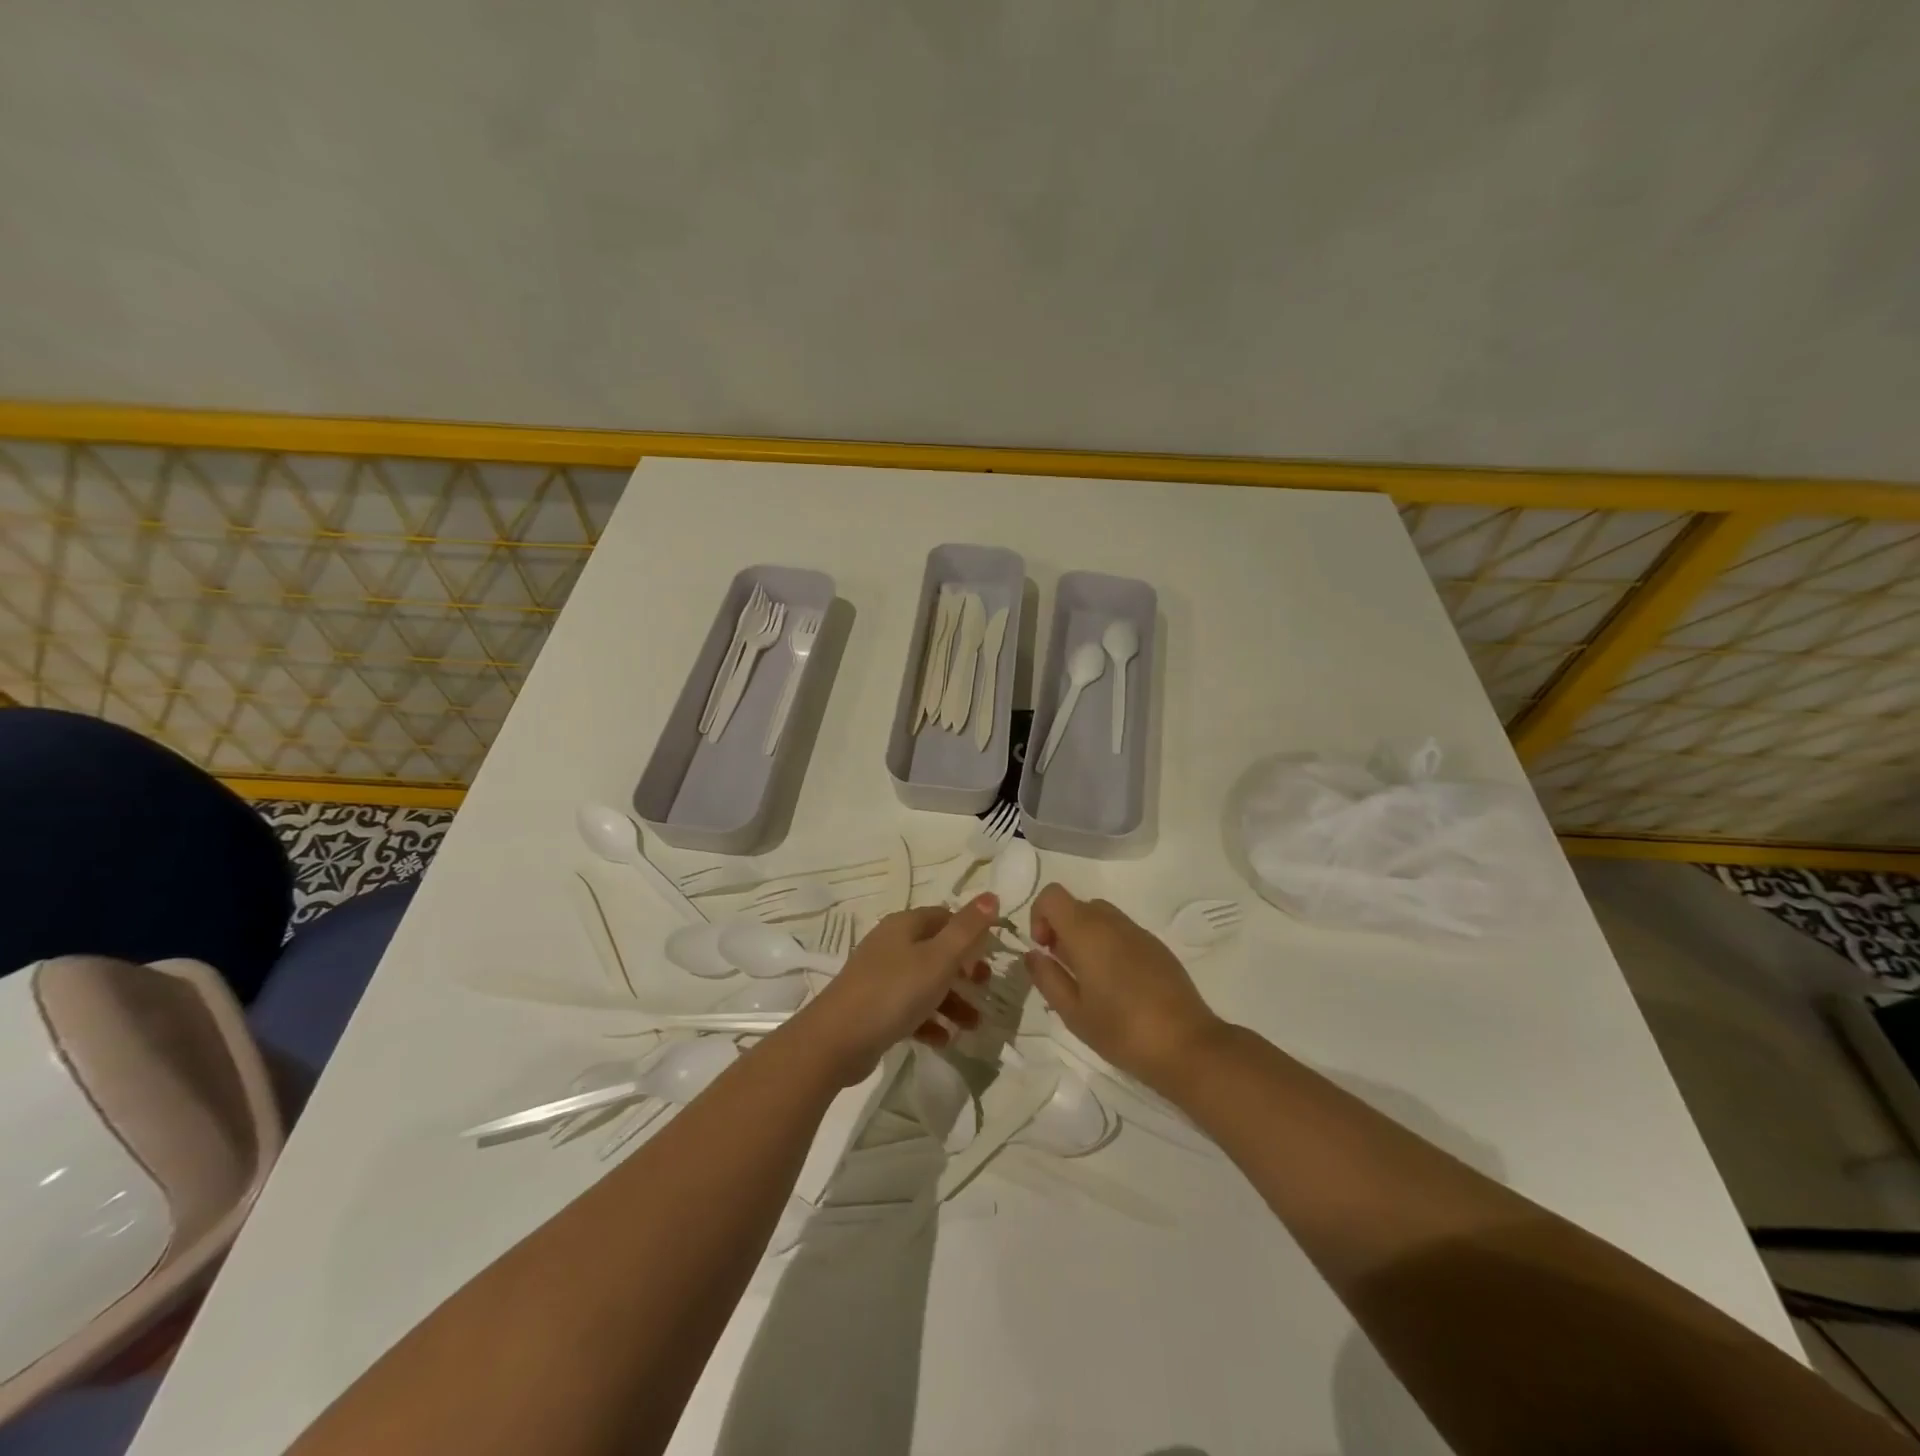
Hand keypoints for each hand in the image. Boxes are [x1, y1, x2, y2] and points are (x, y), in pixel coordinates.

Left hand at [788, 895, 998, 1085]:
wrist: (837, 1039)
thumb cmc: (894, 991)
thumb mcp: (939, 958)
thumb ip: (967, 929)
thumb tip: (992, 895)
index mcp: (904, 926)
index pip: (944, 917)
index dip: (970, 932)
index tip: (991, 954)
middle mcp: (891, 945)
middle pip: (936, 951)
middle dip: (964, 971)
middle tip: (985, 987)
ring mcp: (880, 977)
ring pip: (925, 983)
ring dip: (952, 1002)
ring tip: (973, 1026)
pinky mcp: (874, 1008)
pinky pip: (910, 1009)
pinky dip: (929, 1021)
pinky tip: (944, 1039)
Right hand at [1024, 884, 1226, 1094]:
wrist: (1187, 1045)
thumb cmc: (1122, 1031)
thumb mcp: (1073, 1012)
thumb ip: (1047, 977)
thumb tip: (1033, 954)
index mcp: (1087, 932)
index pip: (1052, 895)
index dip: (1039, 916)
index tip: (1044, 950)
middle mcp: (1113, 922)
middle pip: (1077, 905)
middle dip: (1062, 929)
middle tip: (1064, 969)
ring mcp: (1139, 932)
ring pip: (1101, 917)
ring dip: (1086, 938)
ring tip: (1090, 981)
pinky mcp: (1158, 947)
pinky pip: (1123, 932)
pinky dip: (1110, 946)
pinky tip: (1118, 986)